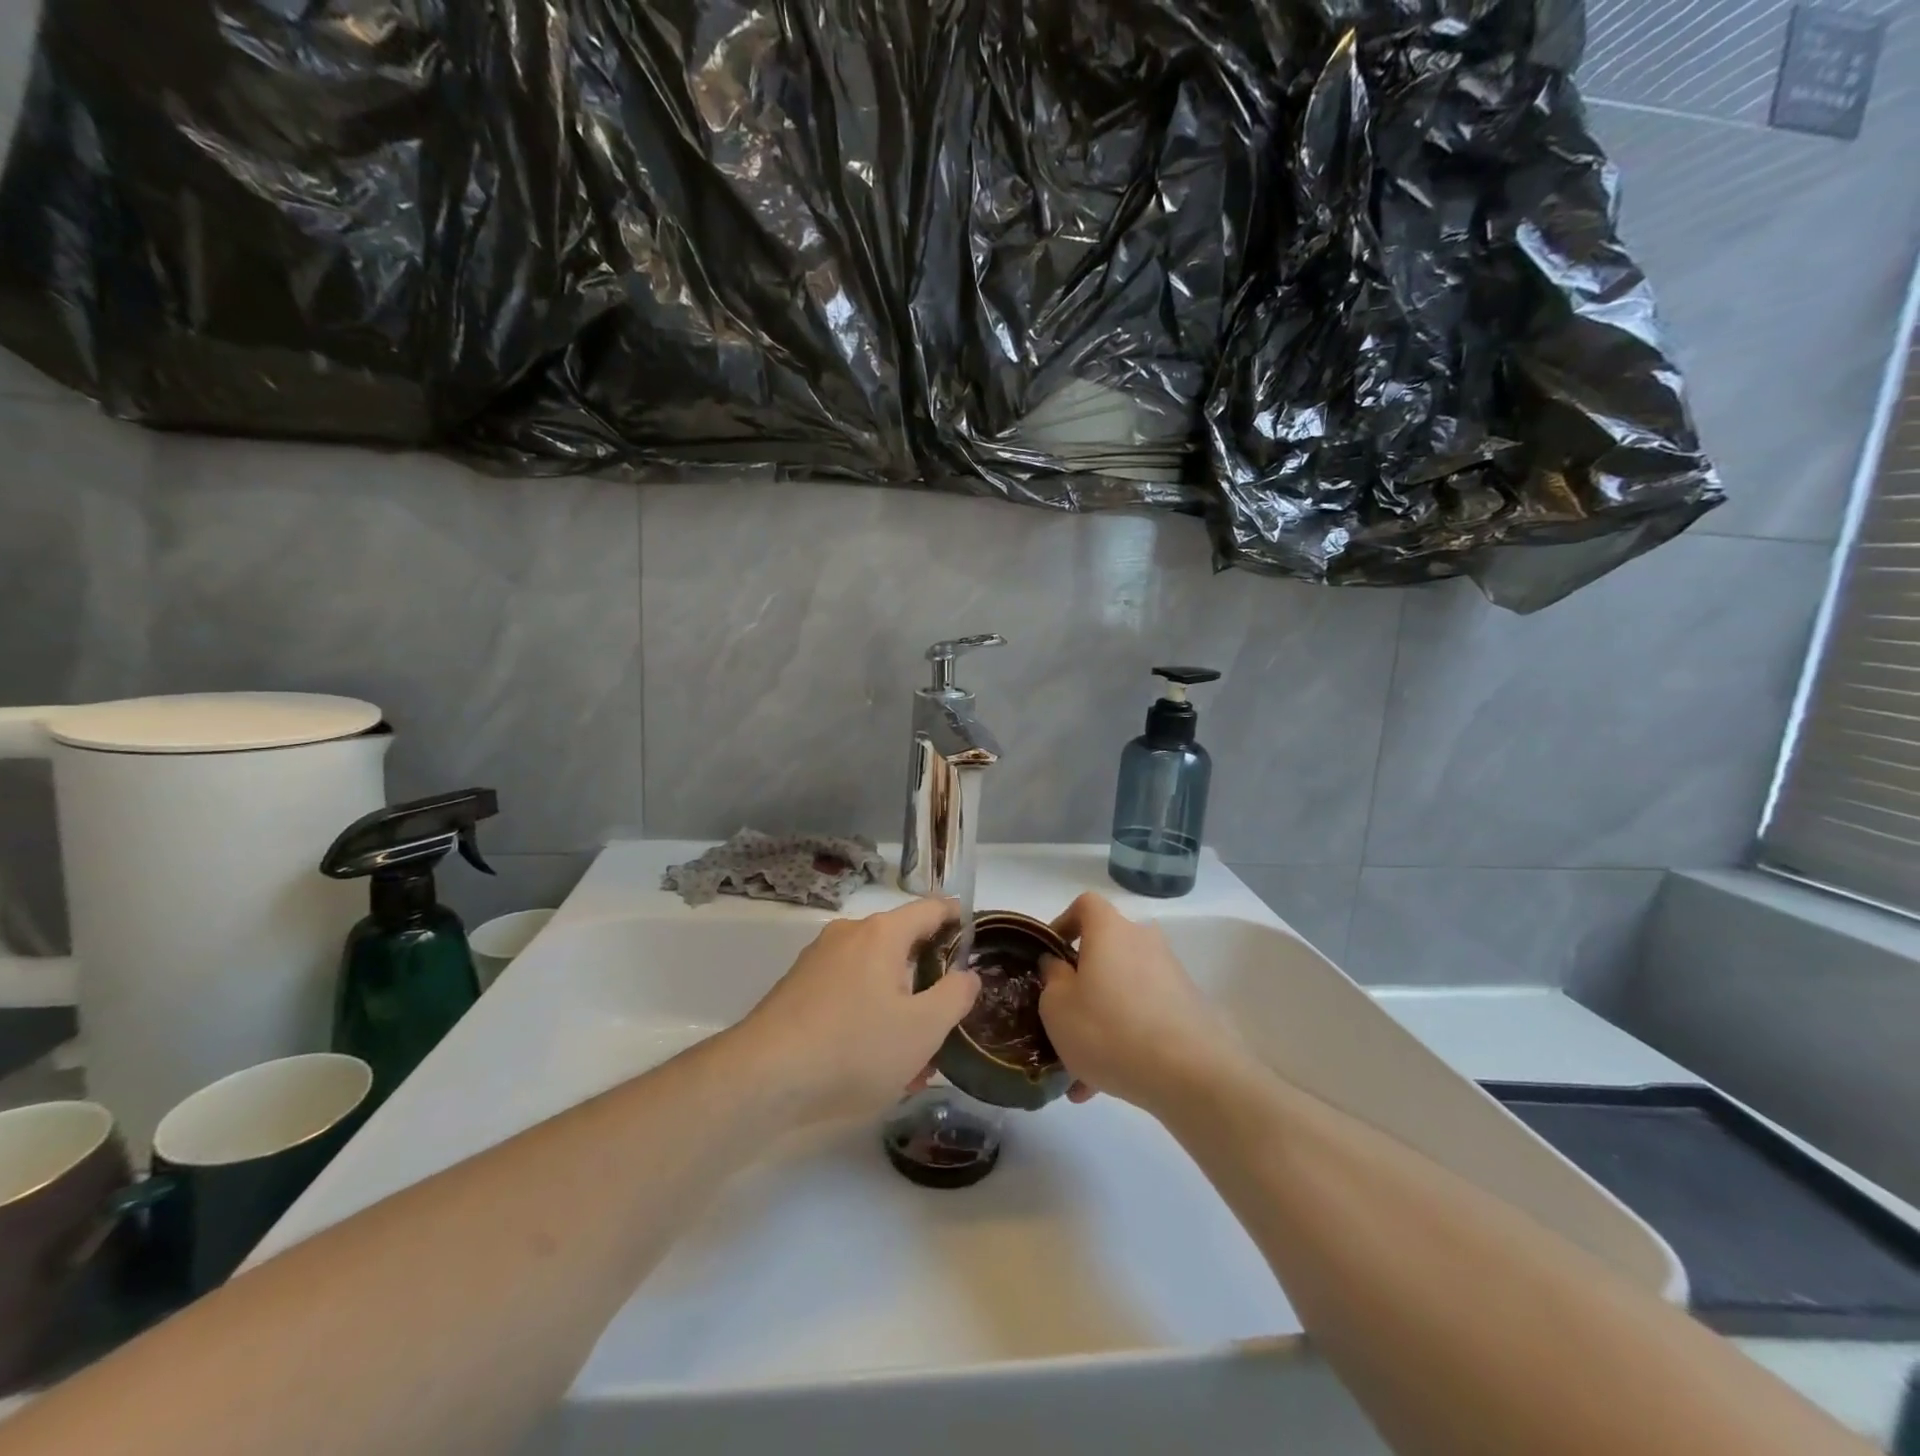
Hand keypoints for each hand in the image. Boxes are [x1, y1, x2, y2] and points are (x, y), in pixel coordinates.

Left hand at [734, 897, 979, 1124]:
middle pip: (902, 944)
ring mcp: (819, 960)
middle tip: (945, 1019)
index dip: (958, 920)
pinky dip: (867, 1016)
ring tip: (911, 1058)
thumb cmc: (854, 1047)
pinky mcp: (798, 988)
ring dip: (898, 1006)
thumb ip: (955, 996)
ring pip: (874, 974)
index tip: (976, 942)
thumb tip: (966, 975)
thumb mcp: (923, 1029)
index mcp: (883, 933)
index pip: (932, 908)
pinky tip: (871, 1062)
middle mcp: (849, 934)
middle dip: (927, 979)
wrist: (763, 1078)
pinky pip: (847, 992)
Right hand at [1038, 892, 1242, 1113]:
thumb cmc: (1109, 1029)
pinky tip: (1106, 1082)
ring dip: (1101, 1021)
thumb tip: (1058, 965)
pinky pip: (1143, 1016)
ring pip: (1122, 991)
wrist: (1191, 1075)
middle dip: (1081, 985)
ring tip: (1079, 1071)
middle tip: (1062, 1020)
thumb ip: (1052, 978)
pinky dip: (1124, 1040)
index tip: (1050, 956)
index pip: (1085, 905)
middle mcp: (1143, 941)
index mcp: (1110, 930)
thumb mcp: (1058, 1007)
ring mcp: (1170, 975)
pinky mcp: (1187, 1008)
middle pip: (1105, 952)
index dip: (1063, 924)